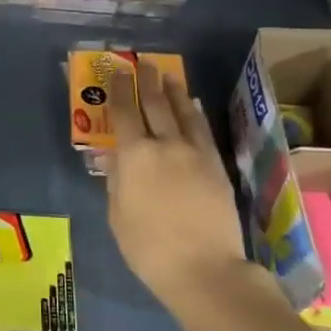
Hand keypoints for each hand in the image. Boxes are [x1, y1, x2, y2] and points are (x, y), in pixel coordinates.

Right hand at [102, 61, 250, 311]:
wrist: (203, 268)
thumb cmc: (148, 248)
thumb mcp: (118, 215)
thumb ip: (116, 181)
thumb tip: (114, 157)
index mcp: (134, 156)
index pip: (123, 113)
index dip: (118, 90)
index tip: (116, 73)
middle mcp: (165, 145)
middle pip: (155, 104)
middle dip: (146, 80)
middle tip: (142, 62)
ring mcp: (194, 152)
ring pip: (183, 111)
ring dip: (173, 90)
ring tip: (168, 74)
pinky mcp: (216, 165)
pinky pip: (203, 130)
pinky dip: (195, 113)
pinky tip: (193, 104)